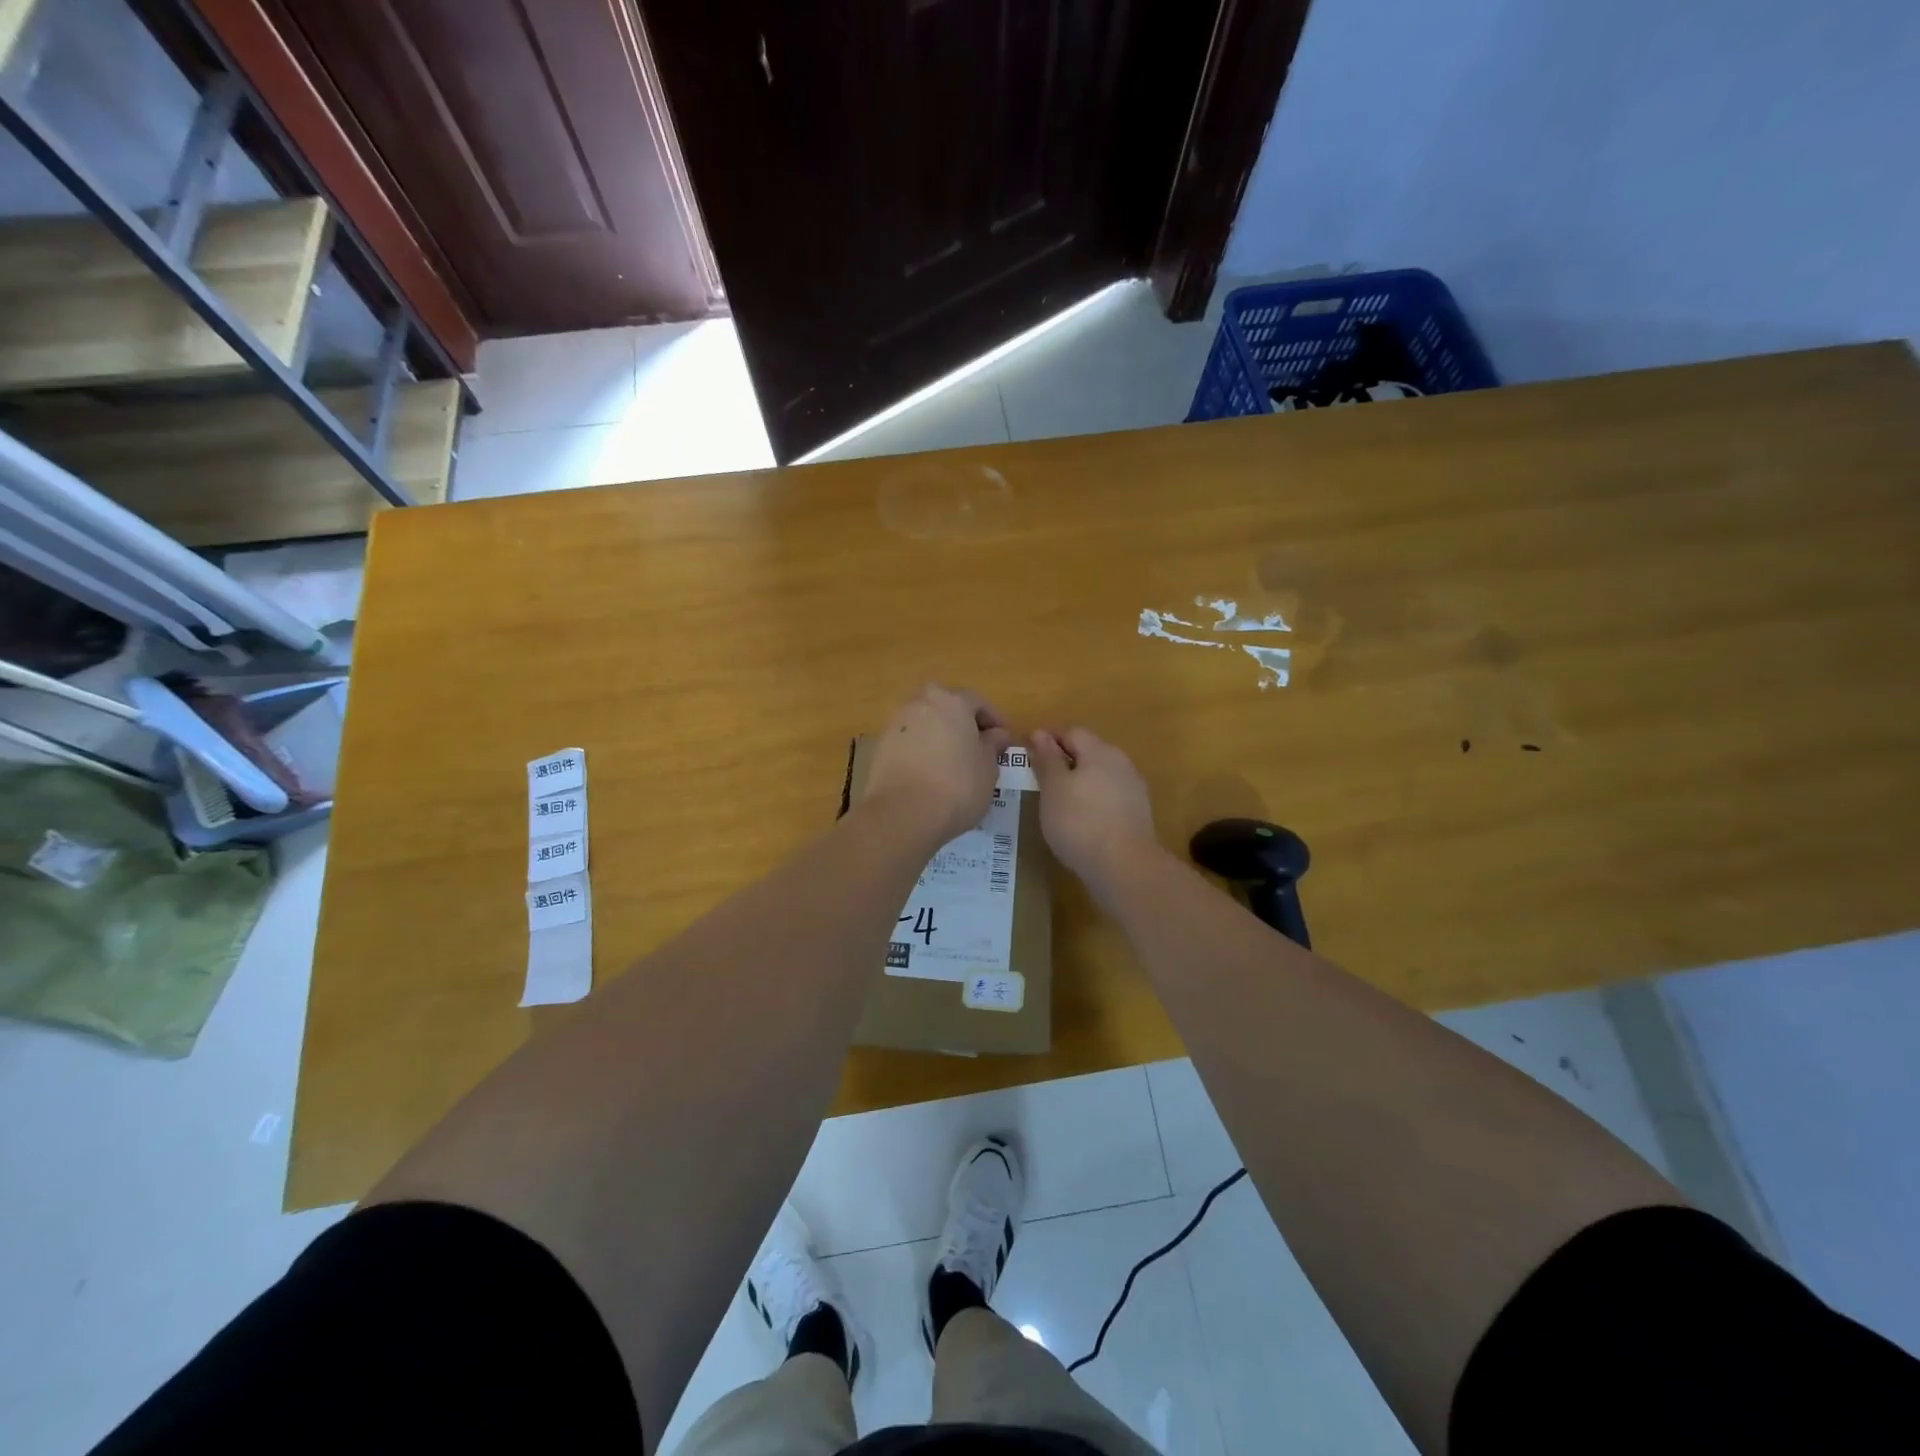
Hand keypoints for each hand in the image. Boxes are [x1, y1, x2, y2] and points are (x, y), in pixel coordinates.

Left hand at [861, 684, 1011, 845]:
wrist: (902, 813)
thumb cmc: (957, 786)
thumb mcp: (988, 767)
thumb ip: (992, 745)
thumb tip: (996, 735)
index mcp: (951, 701)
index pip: (978, 702)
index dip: (995, 721)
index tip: (1005, 741)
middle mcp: (920, 703)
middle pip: (947, 707)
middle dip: (963, 724)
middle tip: (978, 748)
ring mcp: (895, 724)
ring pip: (925, 723)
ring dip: (940, 736)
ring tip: (954, 763)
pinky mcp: (880, 747)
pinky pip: (909, 742)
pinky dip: (922, 751)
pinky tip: (931, 774)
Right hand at [1030, 727, 1160, 901]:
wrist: (1124, 867)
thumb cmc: (1079, 821)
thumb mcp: (1053, 787)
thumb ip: (1046, 758)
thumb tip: (1039, 733)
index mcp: (1100, 751)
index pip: (1071, 732)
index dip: (1047, 739)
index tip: (1026, 756)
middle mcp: (1121, 763)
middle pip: (1088, 753)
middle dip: (1063, 762)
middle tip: (1037, 780)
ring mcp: (1133, 790)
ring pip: (1099, 777)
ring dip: (1077, 784)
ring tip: (1054, 803)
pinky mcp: (1137, 815)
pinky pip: (1108, 799)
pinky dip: (1090, 803)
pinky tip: (1077, 821)